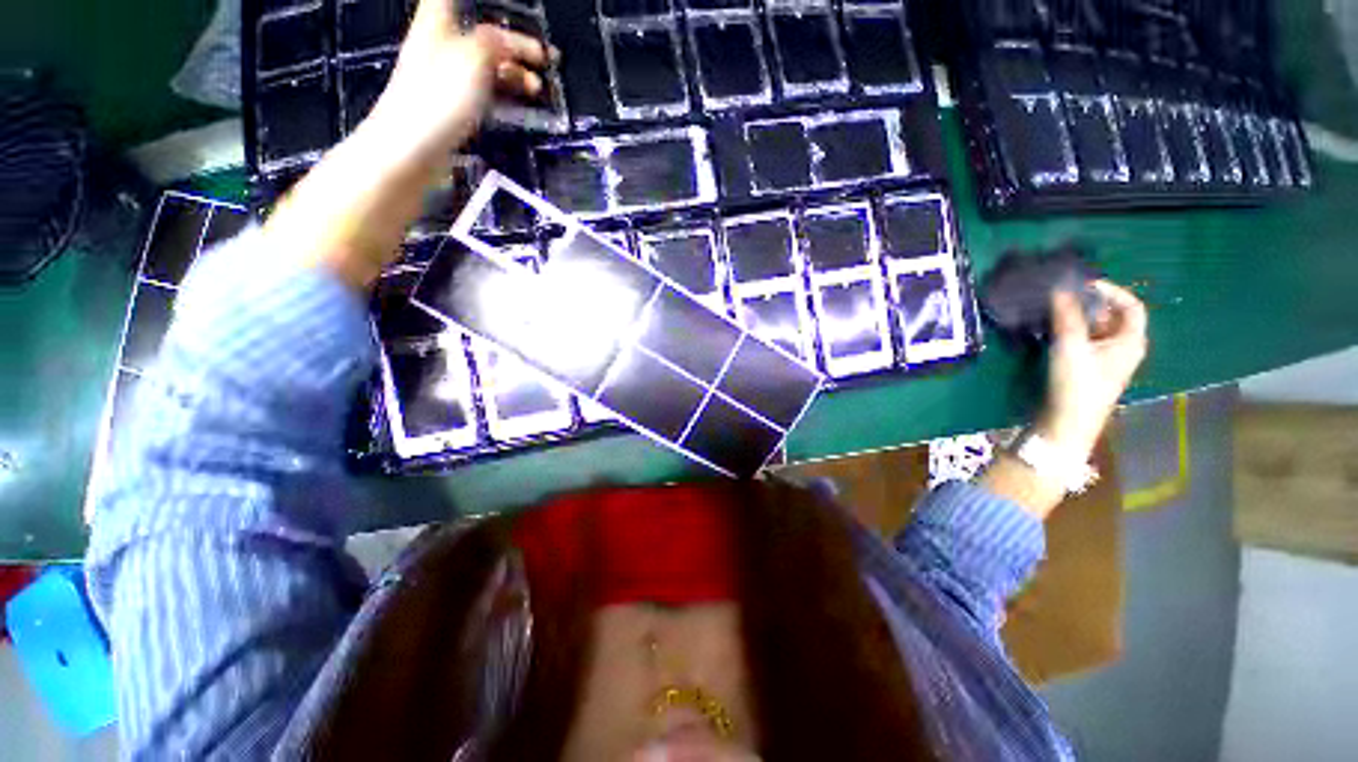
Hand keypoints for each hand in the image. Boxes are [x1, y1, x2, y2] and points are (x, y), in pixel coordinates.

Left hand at [363, 0, 551, 158]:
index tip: (511, 11)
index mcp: (439, 22)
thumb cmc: (439, 96)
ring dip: (514, 73)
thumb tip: (508, 42)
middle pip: (483, 33)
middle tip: (545, 58)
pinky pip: (484, 91)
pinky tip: (518, 104)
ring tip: (537, 89)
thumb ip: (494, 42)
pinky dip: (504, 94)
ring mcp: (446, 77)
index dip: (480, 4)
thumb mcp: (473, 57)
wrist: (412, 147)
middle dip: (516, 44)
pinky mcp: (452, 105)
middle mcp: (441, 44)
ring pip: (487, 65)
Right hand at [1037, 280, 1148, 460]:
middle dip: (1090, 304)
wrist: (1067, 422)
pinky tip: (1053, 331)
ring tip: (1054, 311)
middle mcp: (1124, 348)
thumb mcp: (1071, 346)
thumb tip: (1061, 288)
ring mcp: (1107, 360)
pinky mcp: (1090, 369)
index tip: (1083, 284)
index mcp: (1130, 341)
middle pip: (1113, 317)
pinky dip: (1072, 332)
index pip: (1131, 306)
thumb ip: (1066, 316)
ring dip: (1078, 318)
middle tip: (1063, 296)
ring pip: (1097, 330)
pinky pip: (1086, 342)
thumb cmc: (1077, 383)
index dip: (1111, 291)